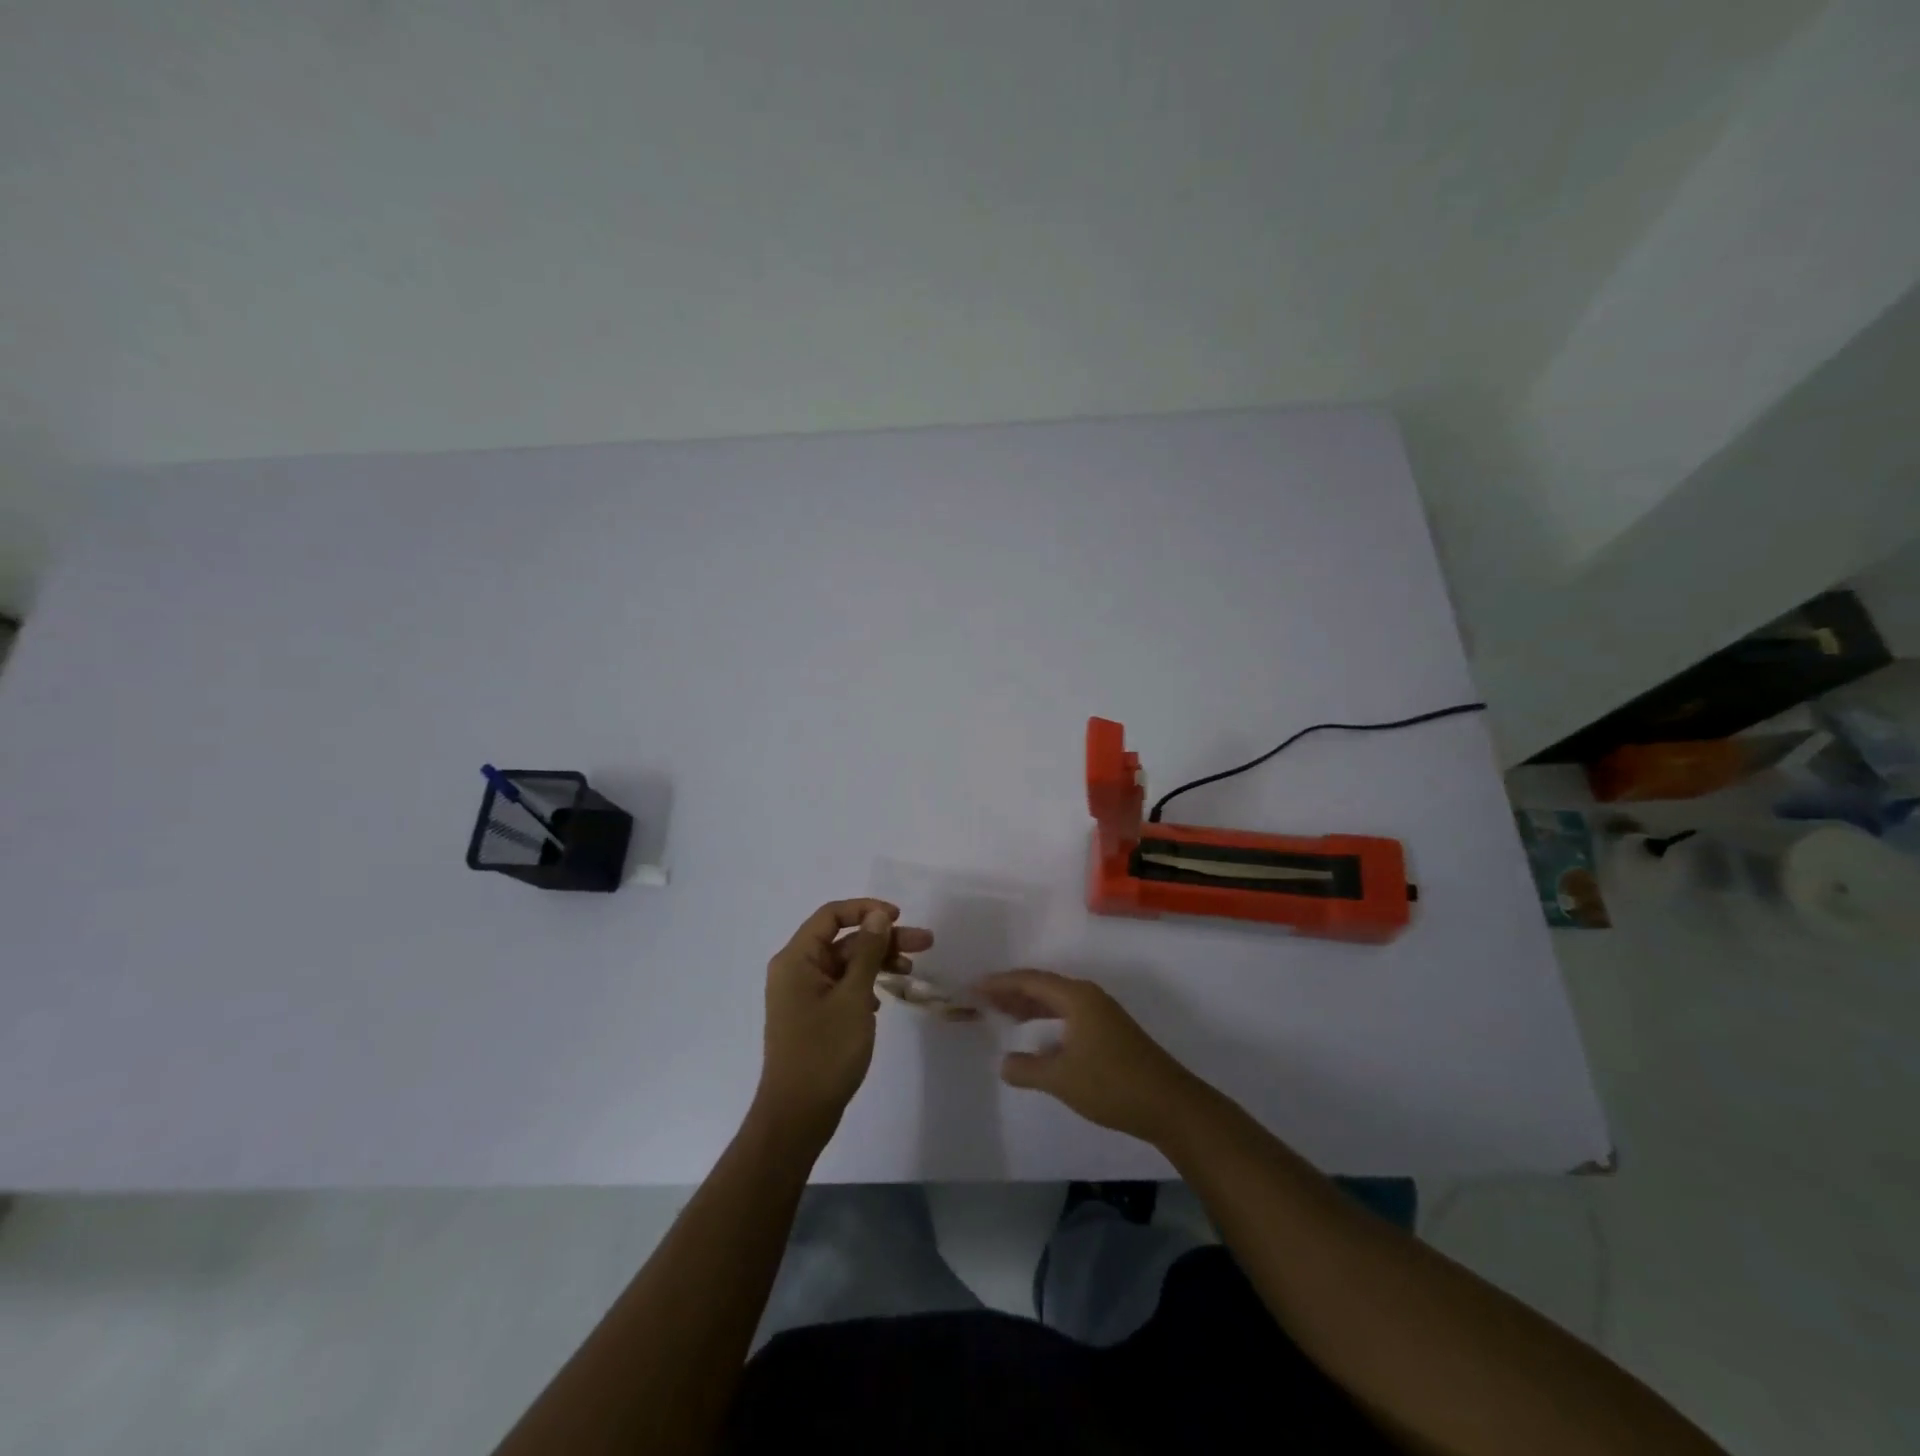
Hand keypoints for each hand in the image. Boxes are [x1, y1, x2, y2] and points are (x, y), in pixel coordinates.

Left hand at [754, 899, 933, 1148]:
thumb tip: (878, 916)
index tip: (899, 917)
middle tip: (926, 942)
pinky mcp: (813, 1016)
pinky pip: (842, 987)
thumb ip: (868, 952)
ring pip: (846, 964)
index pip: (831, 915)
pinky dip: (865, 986)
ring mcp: (803, 995)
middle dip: (883, 939)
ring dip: (878, 962)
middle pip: (844, 940)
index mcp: (797, 959)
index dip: (866, 909)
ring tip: (912, 970)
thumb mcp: (853, 997)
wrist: (797, 1116)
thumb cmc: (825, 1051)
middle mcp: (796, 970)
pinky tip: (884, 1000)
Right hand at [977, 969, 1203, 1145]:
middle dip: (1012, 992)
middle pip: (1043, 986)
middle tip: (982, 1001)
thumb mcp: (1062, 1079)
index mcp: (1077, 997)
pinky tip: (1037, 1037)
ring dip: (1030, 1006)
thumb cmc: (1112, 1085)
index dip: (1000, 983)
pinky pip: (1068, 1015)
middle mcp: (1089, 998)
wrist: (1170, 1105)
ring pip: (1057, 1001)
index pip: (1031, 980)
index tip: (974, 988)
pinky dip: (1047, 1020)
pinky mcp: (1110, 1032)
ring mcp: (1102, 1014)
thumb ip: (1028, 1069)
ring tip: (1002, 1015)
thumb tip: (1004, 1063)